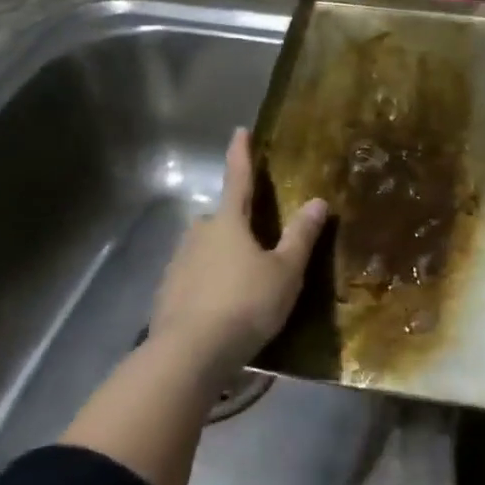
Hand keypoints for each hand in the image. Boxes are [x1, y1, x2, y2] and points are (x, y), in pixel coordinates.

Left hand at [149, 129, 327, 378]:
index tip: (240, 131)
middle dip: (236, 226)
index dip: (241, 155)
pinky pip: (193, 278)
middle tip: (258, 245)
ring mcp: (178, 264)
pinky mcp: (167, 293)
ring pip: (205, 250)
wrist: (189, 353)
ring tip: (242, 285)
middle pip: (220, 220)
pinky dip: (207, 285)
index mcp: (228, 222)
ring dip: (221, 258)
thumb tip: (318, 201)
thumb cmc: (245, 304)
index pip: (238, 179)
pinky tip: (220, 308)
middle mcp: (198, 234)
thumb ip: (301, 237)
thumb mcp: (285, 272)